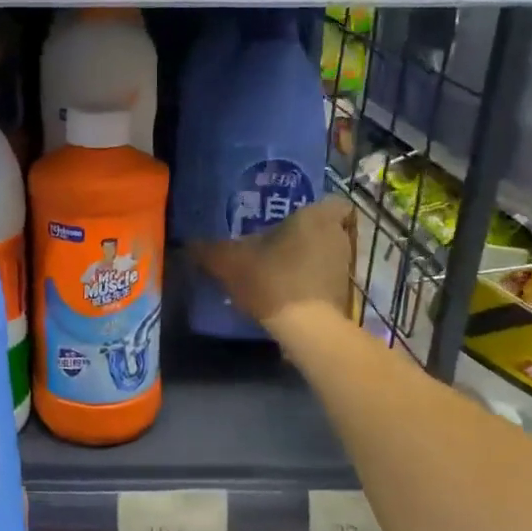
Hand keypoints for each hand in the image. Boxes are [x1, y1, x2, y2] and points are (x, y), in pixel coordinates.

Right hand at [191, 196, 353, 330]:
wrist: (305, 328)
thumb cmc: (271, 278)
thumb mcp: (228, 262)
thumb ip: (208, 251)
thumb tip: (187, 245)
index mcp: (315, 217)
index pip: (333, 202)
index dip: (315, 210)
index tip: (293, 220)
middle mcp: (336, 237)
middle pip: (325, 230)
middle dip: (305, 237)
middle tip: (277, 245)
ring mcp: (344, 268)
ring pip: (326, 257)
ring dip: (308, 263)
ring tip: (278, 273)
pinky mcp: (343, 296)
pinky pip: (325, 282)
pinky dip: (311, 286)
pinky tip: (286, 296)